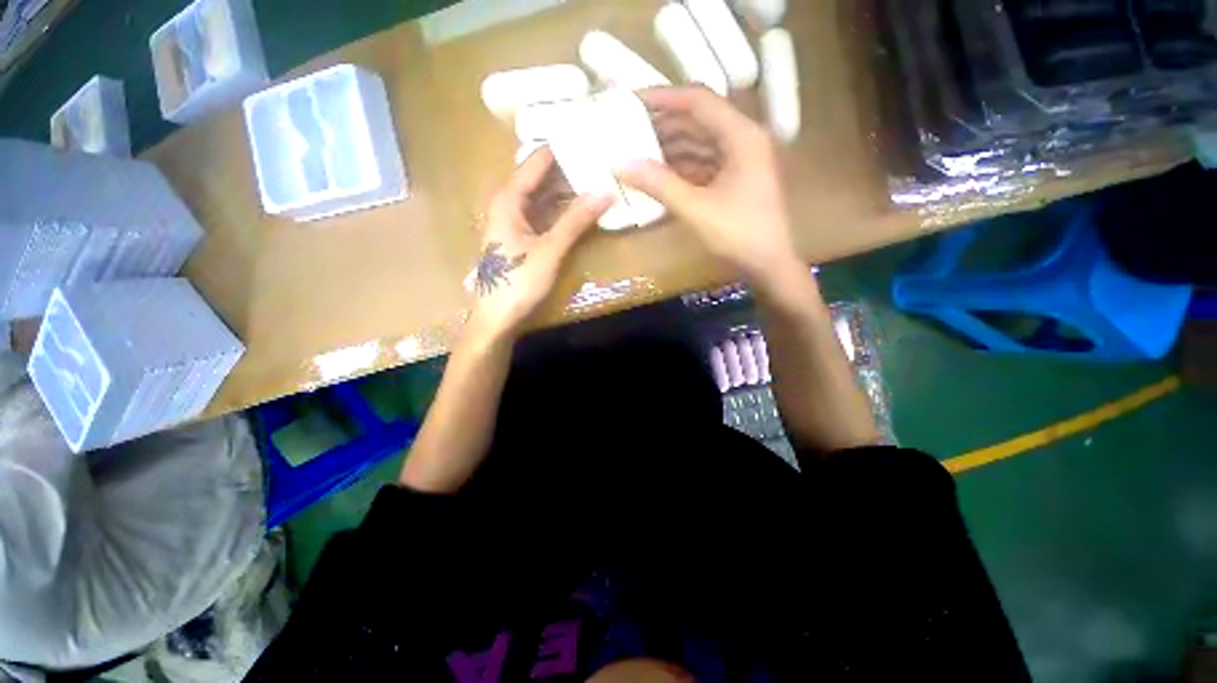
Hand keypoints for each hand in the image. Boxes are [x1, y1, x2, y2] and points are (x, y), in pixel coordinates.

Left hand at [465, 147, 612, 343]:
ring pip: (542, 197)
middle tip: (598, 157)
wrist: (496, 318)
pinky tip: (580, 209)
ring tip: (595, 178)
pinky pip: (543, 214)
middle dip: (567, 168)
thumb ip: (576, 221)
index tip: (587, 135)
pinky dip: (561, 210)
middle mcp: (508, 204)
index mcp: (508, 199)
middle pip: (540, 177)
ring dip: (566, 190)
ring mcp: (513, 222)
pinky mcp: (520, 238)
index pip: (536, 161)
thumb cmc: (517, 282)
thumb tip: (605, 190)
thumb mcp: (549, 250)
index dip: (560, 148)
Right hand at [617, 87, 800, 282]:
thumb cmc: (738, 234)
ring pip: (699, 143)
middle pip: (699, 120)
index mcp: (741, 136)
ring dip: (670, 148)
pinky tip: (658, 175)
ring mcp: (740, 160)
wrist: (768, 264)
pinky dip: (681, 167)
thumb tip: (622, 165)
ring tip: (638, 153)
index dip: (664, 98)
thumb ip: (660, 185)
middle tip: (629, 130)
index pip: (699, 102)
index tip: (632, 101)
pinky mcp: (734, 178)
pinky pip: (703, 163)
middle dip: (664, 125)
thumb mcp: (696, 209)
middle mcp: (743, 140)